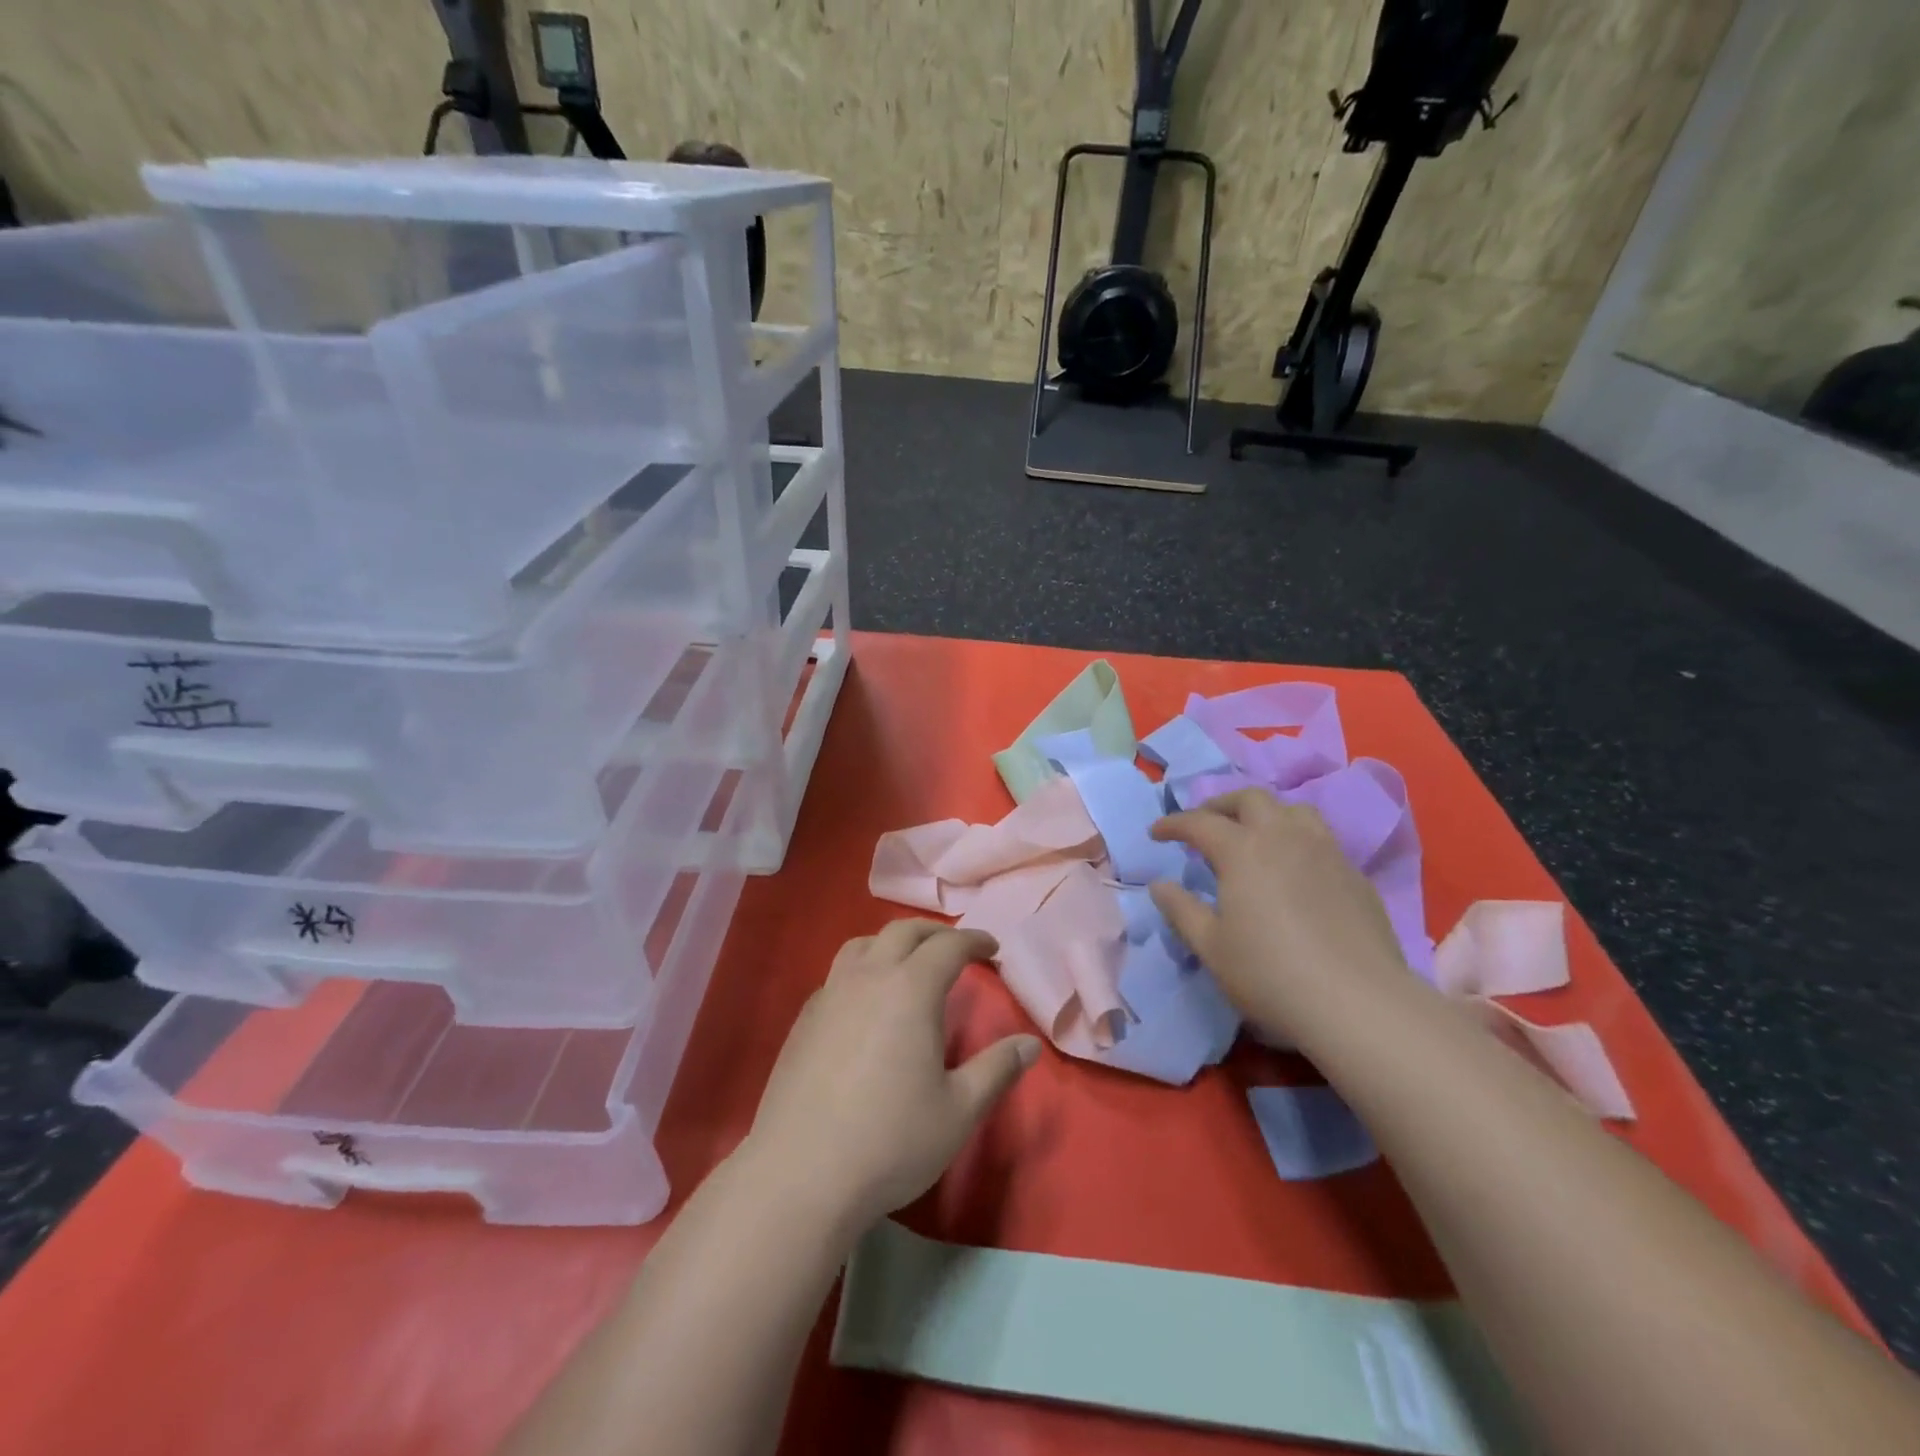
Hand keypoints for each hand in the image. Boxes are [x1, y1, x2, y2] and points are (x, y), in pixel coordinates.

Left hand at [741, 920, 1040, 1238]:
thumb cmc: (891, 1141)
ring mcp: (830, 995)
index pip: (949, 946)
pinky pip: (838, 974)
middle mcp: (868, 977)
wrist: (801, 1174)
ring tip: (909, 963)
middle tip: (957, 948)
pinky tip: (867, 1003)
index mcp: (910, 989)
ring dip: (893, 943)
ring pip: (863, 944)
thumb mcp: (959, 1110)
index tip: (993, 949)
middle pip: (903, 932)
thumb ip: (997, 1069)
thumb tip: (1029, 1043)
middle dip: (935, 933)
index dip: (975, 941)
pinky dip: (862, 969)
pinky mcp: (804, 1019)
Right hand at [1148, 789, 1407, 1040]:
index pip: (1199, 822)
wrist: (1358, 1003)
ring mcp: (1325, 852)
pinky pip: (1321, 839)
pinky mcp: (1354, 875)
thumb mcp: (1211, 947)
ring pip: (1293, 810)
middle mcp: (1284, 837)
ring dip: (1265, 814)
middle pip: (1250, 799)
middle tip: (1205, 825)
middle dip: (1221, 805)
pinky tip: (1294, 869)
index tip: (1156, 833)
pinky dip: (1296, 839)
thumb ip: (1181, 910)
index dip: (1173, 824)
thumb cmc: (1270, 974)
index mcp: (1242, 850)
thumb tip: (1160, 885)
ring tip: (1253, 836)